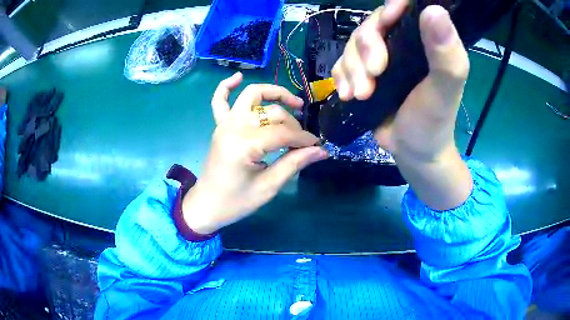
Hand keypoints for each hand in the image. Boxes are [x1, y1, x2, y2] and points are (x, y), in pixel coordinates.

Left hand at [182, 73, 328, 233]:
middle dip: (293, 124)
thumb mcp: (268, 187)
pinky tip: (238, 76)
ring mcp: (224, 124)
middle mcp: (233, 127)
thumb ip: (294, 163)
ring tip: (294, 103)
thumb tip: (321, 151)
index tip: (317, 146)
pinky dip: (227, 86)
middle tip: (303, 141)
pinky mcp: (220, 126)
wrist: (207, 206)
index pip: (283, 132)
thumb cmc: (236, 202)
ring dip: (273, 94)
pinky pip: (220, 101)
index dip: (304, 138)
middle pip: (272, 113)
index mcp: (244, 145)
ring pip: (251, 96)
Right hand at [332, 1, 468, 161]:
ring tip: (362, 95)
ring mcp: (381, 57)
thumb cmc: (433, 121)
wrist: (412, 152)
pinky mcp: (364, 73)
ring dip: (352, 69)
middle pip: (372, 25)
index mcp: (425, 40)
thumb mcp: (444, 90)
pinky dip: (341, 77)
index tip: (387, 22)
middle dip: (366, 49)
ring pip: (353, 44)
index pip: (404, 7)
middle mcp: (401, 42)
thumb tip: (434, 10)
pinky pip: (342, 63)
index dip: (392, 7)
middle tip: (374, 76)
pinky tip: (349, 95)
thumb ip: (447, 54)